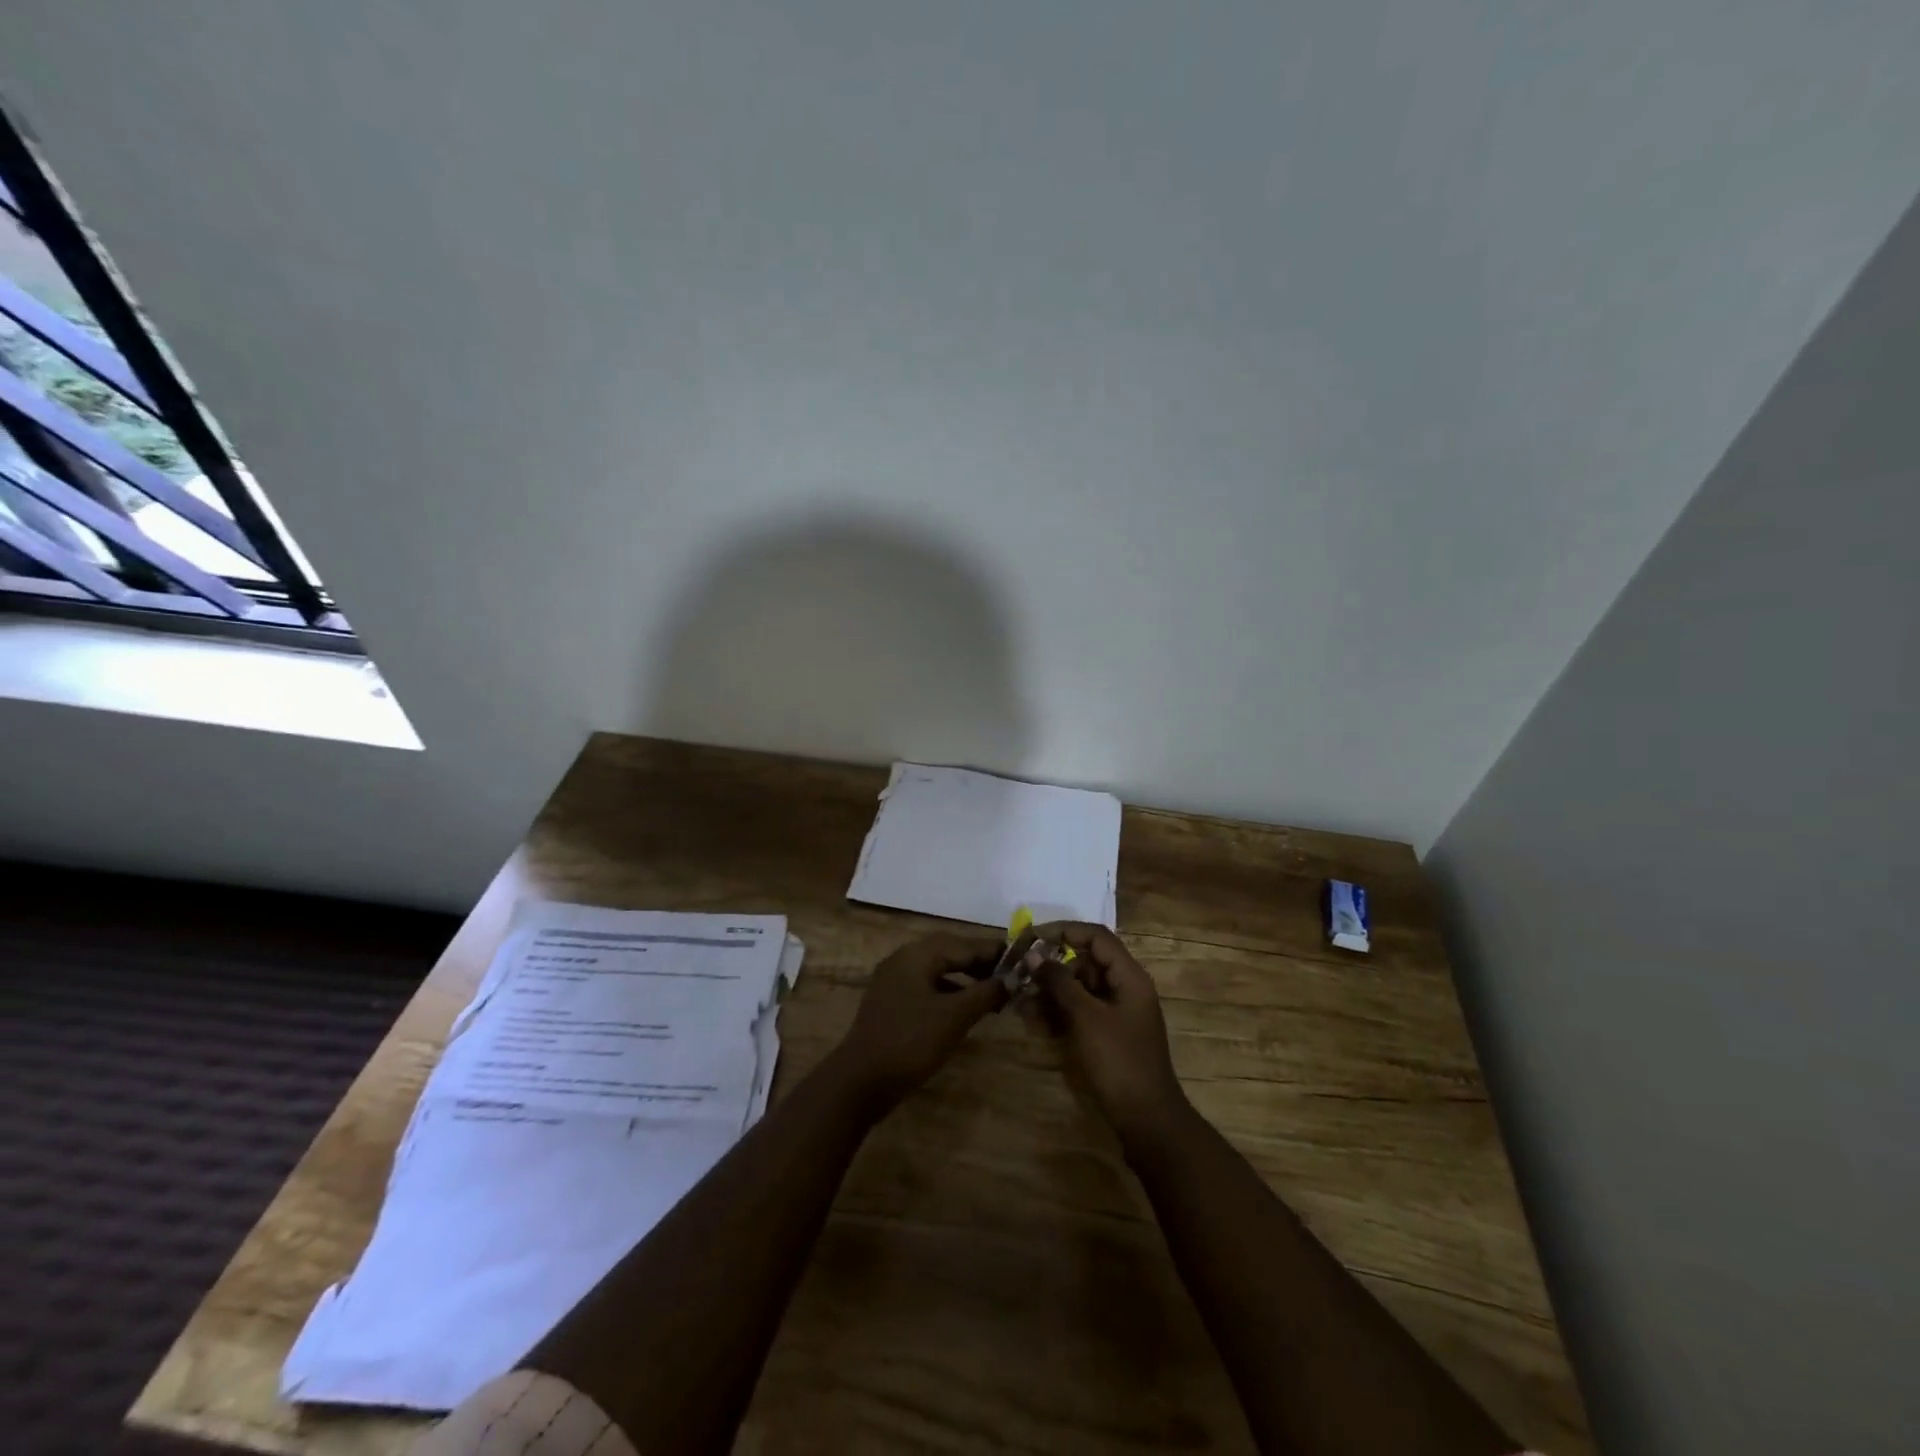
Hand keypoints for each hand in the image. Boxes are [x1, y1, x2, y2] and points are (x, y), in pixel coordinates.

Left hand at [831, 933, 1006, 1115]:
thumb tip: (1011, 979)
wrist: (860, 1081)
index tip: (1021, 957)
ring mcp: (894, 982)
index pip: (963, 944)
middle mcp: (903, 960)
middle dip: (980, 963)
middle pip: (949, 953)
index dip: (993, 951)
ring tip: (993, 993)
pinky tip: (965, 1010)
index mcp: (917, 955)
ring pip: (938, 971)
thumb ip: (985, 994)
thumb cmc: (910, 1042)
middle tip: (1010, 975)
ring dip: (965, 979)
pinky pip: (927, 988)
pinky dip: (949, 994)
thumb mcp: (954, 1017)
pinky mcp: (892, 1004)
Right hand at [1032, 923, 1190, 1148]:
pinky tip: (1032, 1021)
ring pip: (1077, 989)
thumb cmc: (1119, 1061)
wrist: (1145, 1119)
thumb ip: (1059, 982)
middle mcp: (1123, 988)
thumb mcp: (1086, 1017)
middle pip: (1084, 962)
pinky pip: (1078, 1012)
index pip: (1095, 937)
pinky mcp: (1106, 1034)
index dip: (1064, 931)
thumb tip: (1033, 954)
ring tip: (1019, 1002)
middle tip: (1019, 974)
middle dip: (1050, 967)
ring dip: (1049, 992)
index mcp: (1129, 976)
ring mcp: (1115, 1012)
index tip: (1032, 936)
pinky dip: (1057, 1013)